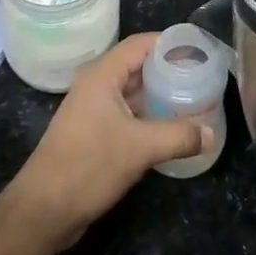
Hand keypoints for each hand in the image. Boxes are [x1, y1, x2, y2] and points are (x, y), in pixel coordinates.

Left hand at [5, 34, 211, 249]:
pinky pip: (126, 115)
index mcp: (102, 77)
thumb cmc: (88, 166)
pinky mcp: (92, 135)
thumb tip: (212, 134)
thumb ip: (179, 136)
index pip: (140, 44)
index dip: (169, 43)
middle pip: (137, 67)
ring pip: (132, 93)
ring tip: (193, 100)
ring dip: (159, 96)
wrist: (43, 211)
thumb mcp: (140, 148)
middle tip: (203, 77)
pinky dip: (148, 117)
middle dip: (169, 70)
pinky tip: (171, 128)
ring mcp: (92, 112)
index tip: (200, 50)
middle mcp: (96, 87)